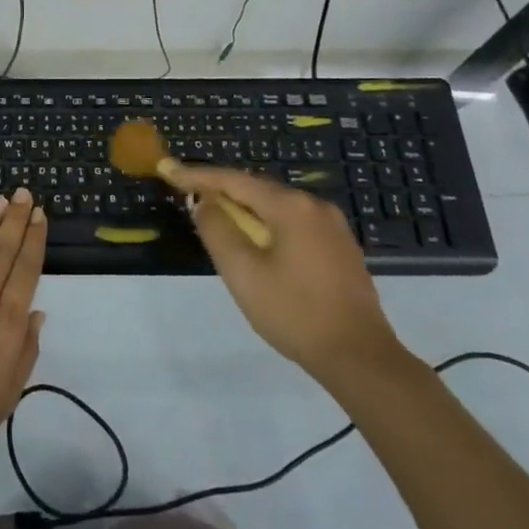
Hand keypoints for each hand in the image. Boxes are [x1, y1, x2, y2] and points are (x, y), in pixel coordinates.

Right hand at [177, 166, 400, 386]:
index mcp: (290, 207)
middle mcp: (314, 206)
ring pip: (277, 207)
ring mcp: (333, 227)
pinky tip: (256, 242)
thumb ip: (217, 230)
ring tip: (218, 219)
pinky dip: (268, 225)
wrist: (359, 357)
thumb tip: (203, 202)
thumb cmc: (294, 312)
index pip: (234, 180)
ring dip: (245, 210)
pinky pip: (294, 223)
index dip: (198, 176)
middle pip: (257, 189)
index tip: (169, 171)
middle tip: (190, 196)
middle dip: (222, 191)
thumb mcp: (243, 272)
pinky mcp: (340, 248)